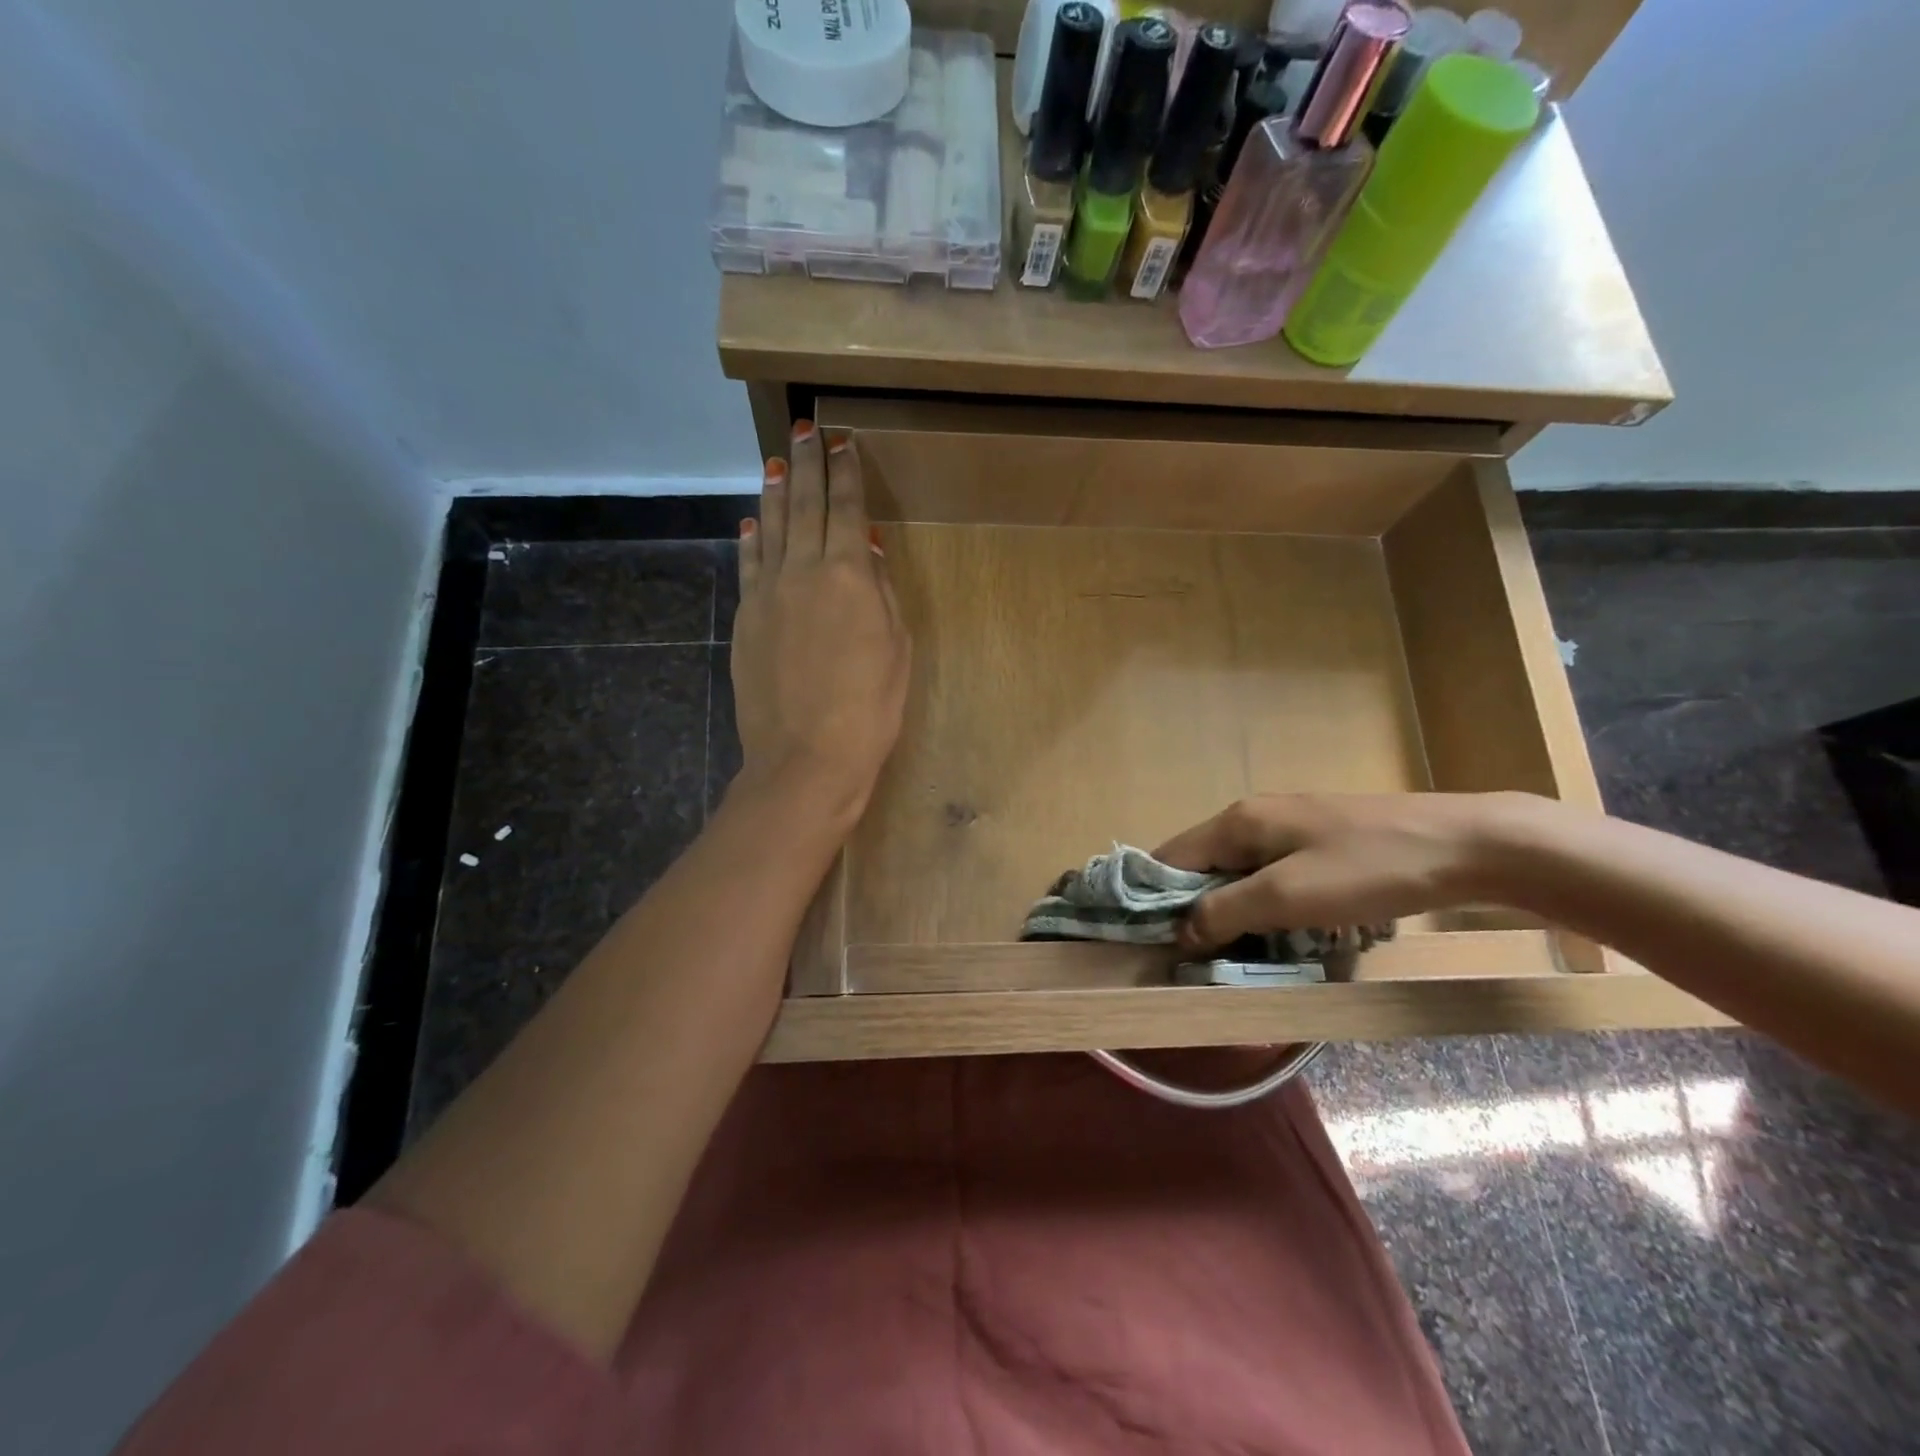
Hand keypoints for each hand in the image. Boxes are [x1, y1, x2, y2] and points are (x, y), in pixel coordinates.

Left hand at [730, 420, 909, 828]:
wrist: (806, 756)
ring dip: (774, 492)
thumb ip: (880, 591)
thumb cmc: (870, 707)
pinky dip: (751, 539)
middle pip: (803, 506)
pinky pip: (749, 565)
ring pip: (770, 528)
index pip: (846, 508)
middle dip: (806, 464)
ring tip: (776, 462)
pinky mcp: (746, 619)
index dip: (846, 473)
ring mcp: (767, 593)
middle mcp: (802, 571)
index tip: (844, 442)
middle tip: (805, 429)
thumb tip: (864, 548)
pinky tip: (751, 522)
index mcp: (848, 575)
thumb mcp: (896, 647)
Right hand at [1154, 792, 1532, 947]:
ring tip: (1239, 956)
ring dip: (1233, 912)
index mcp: (1237, 822)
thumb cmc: (1369, 869)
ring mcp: (1290, 827)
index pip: (1170, 857)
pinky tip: (1283, 934)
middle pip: (1202, 866)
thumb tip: (1179, 931)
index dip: (1153, 899)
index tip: (1152, 944)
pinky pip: (1272, 876)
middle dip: (1195, 910)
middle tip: (1200, 960)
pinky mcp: (1321, 842)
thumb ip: (1225, 911)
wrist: (1469, 845)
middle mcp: (1254, 817)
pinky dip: (1265, 906)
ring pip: (1239, 873)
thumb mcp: (1288, 897)